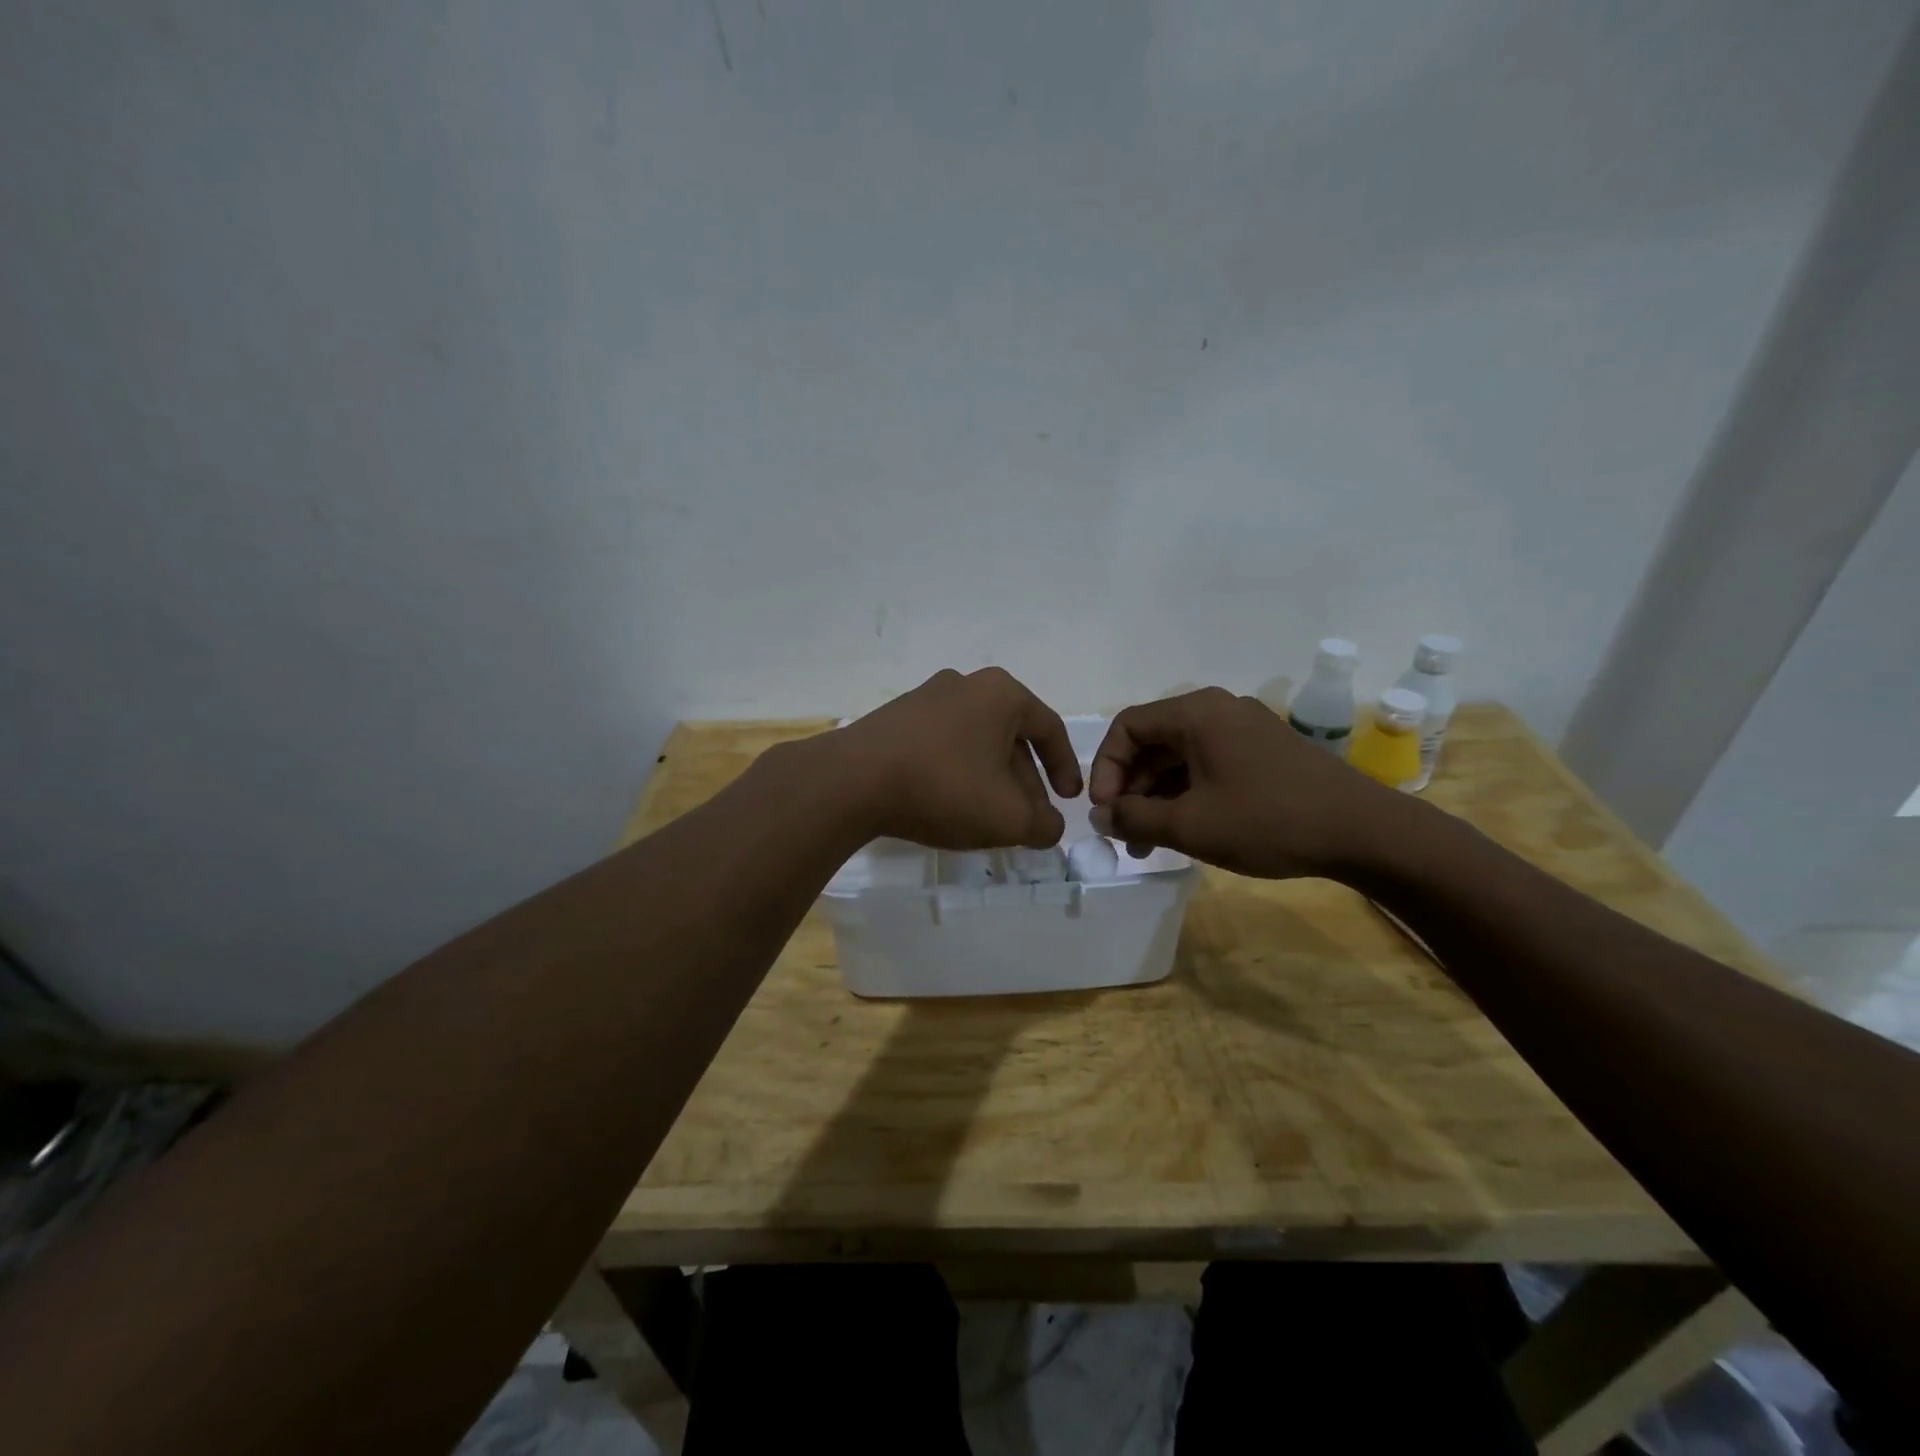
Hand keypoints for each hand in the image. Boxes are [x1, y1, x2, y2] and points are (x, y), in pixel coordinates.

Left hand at [827, 668, 1082, 849]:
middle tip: (1027, 820)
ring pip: (975, 743)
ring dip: (990, 780)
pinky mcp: (894, 718)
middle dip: (1024, 783)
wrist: (851, 782)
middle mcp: (965, 684)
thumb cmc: (944, 788)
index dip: (1065, 768)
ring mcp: (924, 698)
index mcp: (1000, 694)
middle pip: (1010, 738)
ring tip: (989, 819)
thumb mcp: (1008, 818)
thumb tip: (1049, 827)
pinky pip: (941, 746)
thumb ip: (1042, 825)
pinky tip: (949, 805)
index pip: (1049, 729)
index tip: (1068, 800)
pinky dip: (956, 774)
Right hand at [1087, 688, 1399, 878]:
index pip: (1127, 727)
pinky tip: (1186, 829)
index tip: (1104, 811)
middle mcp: (1218, 710)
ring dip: (1157, 795)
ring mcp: (1245, 729)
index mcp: (1196, 713)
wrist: (1364, 832)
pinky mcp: (1264, 751)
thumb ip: (1134, 817)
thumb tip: (1101, 816)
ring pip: (1181, 756)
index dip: (1105, 768)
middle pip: (1153, 741)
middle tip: (1123, 832)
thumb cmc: (1268, 821)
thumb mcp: (1190, 825)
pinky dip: (1188, 793)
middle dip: (1131, 788)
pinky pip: (1209, 764)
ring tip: (1149, 842)